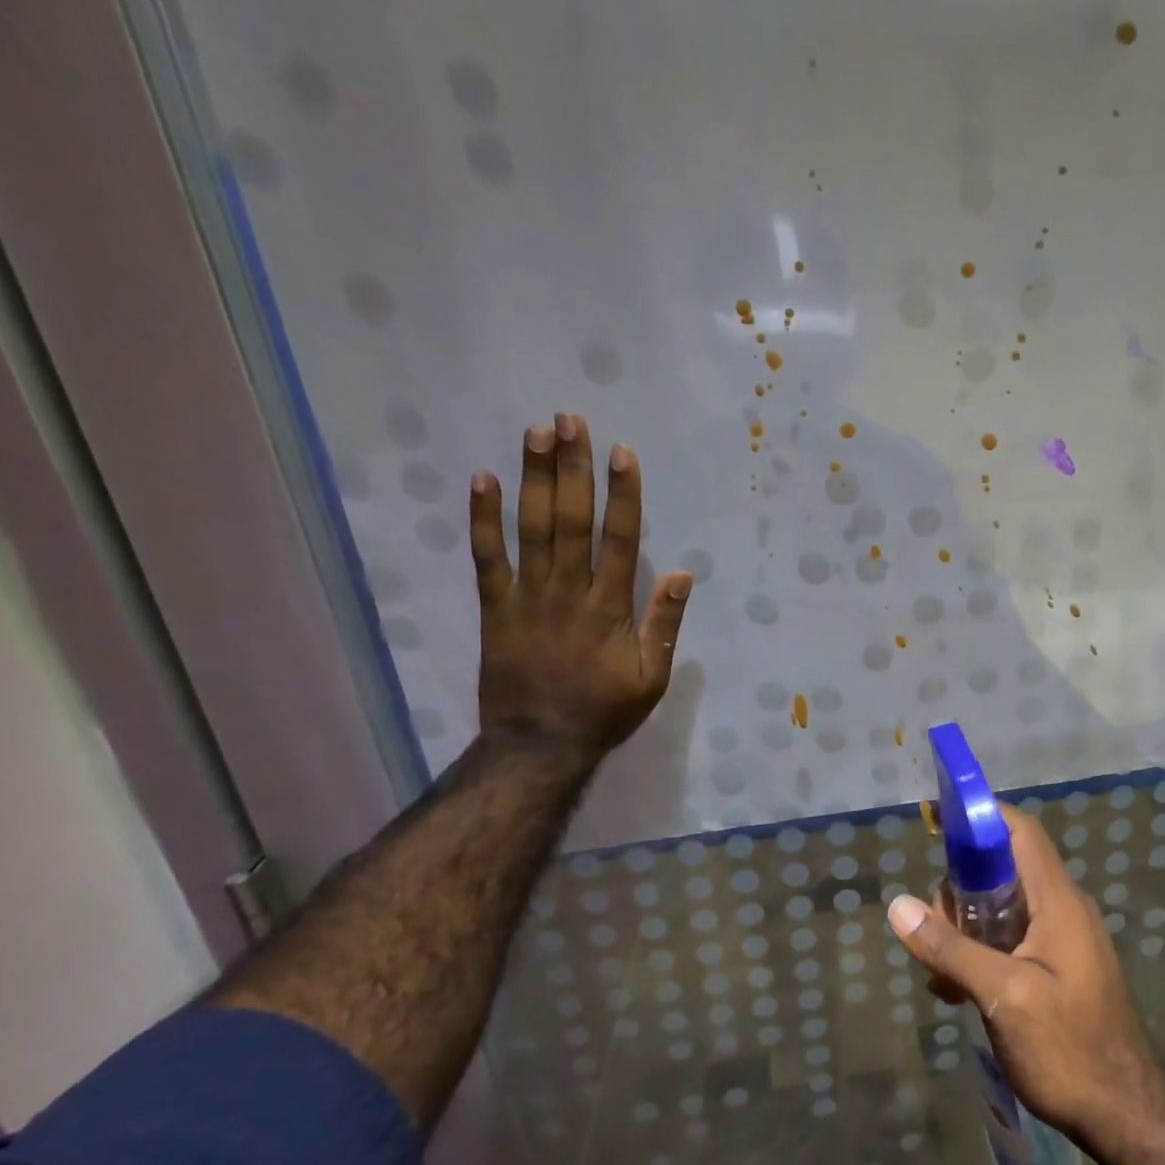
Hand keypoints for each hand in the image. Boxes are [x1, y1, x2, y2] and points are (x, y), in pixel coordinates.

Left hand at [469, 414, 691, 765]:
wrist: (540, 744)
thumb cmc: (604, 712)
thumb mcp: (652, 678)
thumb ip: (665, 625)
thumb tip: (682, 574)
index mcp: (611, 608)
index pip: (619, 539)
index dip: (622, 494)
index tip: (622, 453)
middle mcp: (569, 591)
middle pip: (572, 520)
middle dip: (574, 468)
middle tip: (571, 420)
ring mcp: (528, 596)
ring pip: (532, 528)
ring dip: (535, 478)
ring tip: (537, 432)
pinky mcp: (495, 608)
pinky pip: (486, 557)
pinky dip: (483, 519)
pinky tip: (483, 480)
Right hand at [886, 806, 1164, 1151]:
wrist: (1126, 1114)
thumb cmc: (1068, 1048)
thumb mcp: (1003, 996)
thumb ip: (951, 949)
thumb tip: (900, 907)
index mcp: (1057, 901)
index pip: (1020, 831)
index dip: (980, 818)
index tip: (937, 827)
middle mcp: (1062, 909)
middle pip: (1003, 869)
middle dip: (960, 888)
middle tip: (933, 930)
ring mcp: (1061, 940)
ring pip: (1001, 907)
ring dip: (965, 928)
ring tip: (940, 972)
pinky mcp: (1056, 968)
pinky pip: (1010, 940)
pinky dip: (979, 952)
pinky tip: (955, 991)